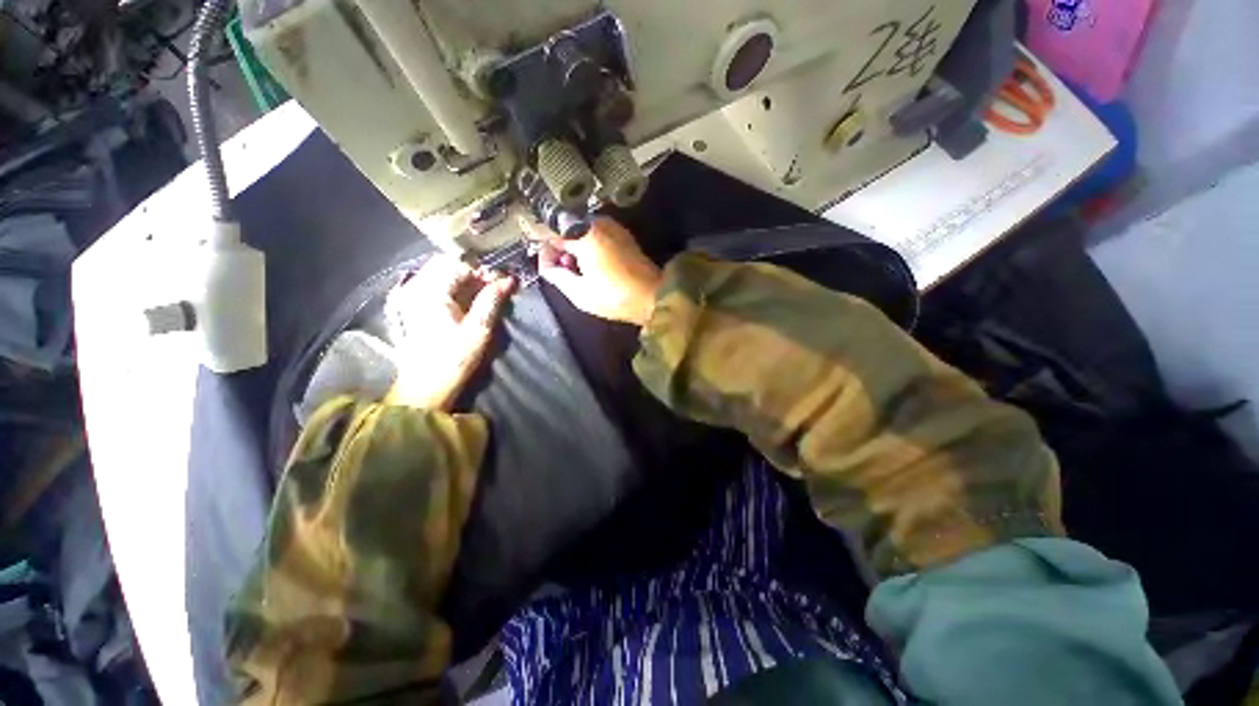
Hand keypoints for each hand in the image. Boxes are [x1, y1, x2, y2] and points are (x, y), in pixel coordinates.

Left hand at [385, 256, 514, 409]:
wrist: (425, 387)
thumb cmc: (453, 359)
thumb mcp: (479, 329)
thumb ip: (492, 300)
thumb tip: (509, 280)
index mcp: (431, 291)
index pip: (460, 265)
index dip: (484, 270)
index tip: (502, 282)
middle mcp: (416, 287)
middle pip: (447, 264)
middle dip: (473, 272)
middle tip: (494, 287)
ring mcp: (410, 296)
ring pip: (440, 273)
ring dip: (464, 279)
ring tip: (484, 295)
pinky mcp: (411, 306)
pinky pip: (433, 285)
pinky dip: (453, 288)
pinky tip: (467, 301)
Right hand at [524, 216, 662, 324]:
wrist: (653, 297)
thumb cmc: (614, 297)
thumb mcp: (578, 292)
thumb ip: (555, 273)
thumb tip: (546, 261)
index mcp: (583, 233)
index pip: (550, 233)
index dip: (545, 252)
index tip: (549, 269)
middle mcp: (597, 222)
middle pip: (567, 231)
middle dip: (563, 251)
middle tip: (568, 274)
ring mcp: (613, 226)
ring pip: (581, 233)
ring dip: (577, 250)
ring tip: (582, 274)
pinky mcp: (623, 235)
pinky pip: (596, 236)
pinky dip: (590, 249)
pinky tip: (595, 268)